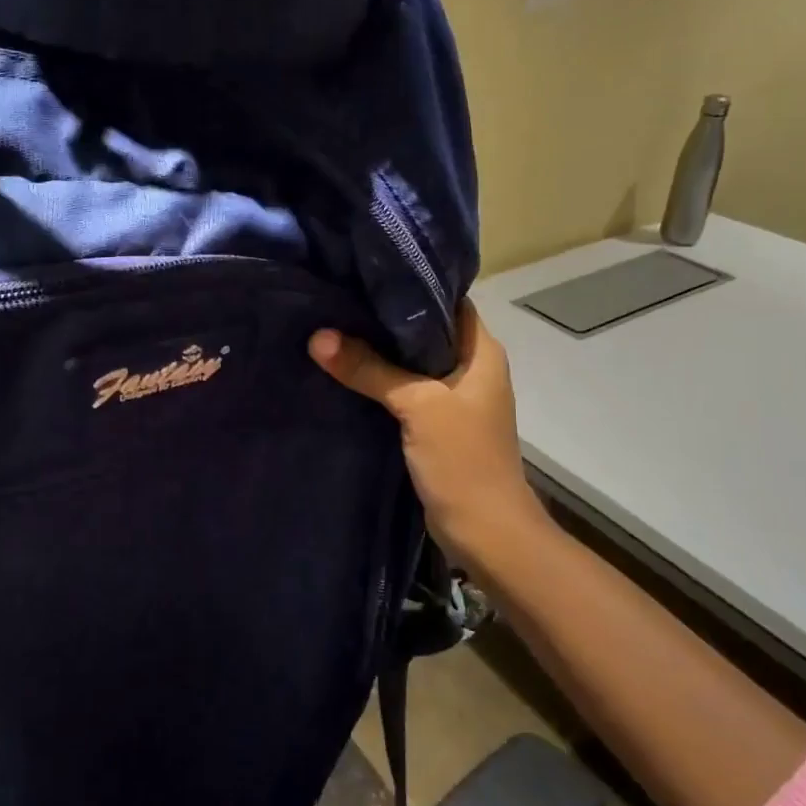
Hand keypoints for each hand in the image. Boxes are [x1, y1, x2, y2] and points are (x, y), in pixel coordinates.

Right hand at [308, 302, 533, 568]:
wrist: (486, 533)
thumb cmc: (463, 460)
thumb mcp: (417, 406)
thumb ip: (370, 369)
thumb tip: (318, 337)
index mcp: (481, 351)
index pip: (448, 299)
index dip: (412, 283)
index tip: (366, 271)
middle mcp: (471, 367)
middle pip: (424, 329)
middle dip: (384, 316)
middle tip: (338, 296)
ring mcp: (453, 397)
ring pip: (411, 360)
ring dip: (379, 349)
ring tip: (333, 325)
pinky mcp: (436, 423)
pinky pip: (404, 389)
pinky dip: (379, 380)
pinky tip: (345, 370)